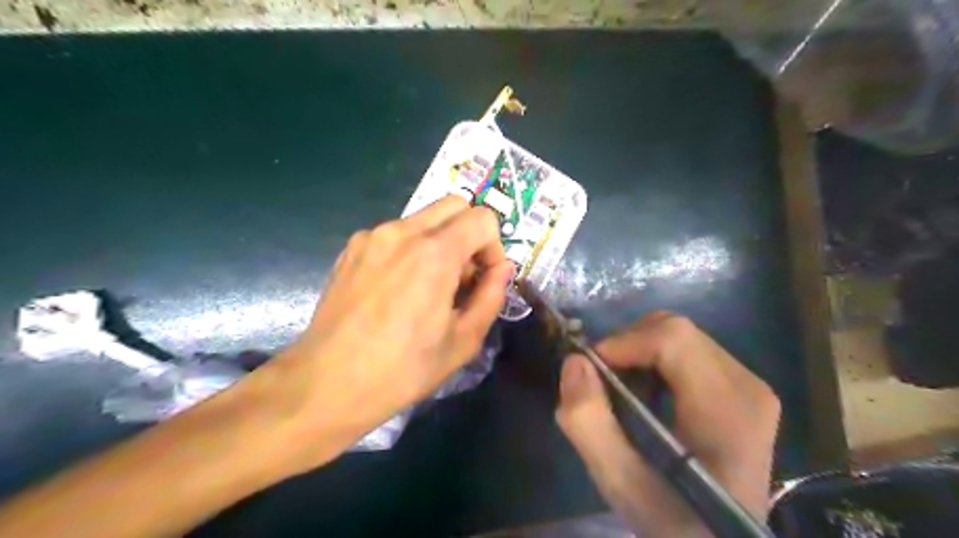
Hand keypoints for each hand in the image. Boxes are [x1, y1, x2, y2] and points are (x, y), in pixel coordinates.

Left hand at [251, 194, 513, 469]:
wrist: (327, 383)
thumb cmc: (402, 369)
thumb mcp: (463, 341)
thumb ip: (491, 296)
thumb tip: (502, 269)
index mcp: (434, 253)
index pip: (483, 218)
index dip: (494, 247)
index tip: (484, 279)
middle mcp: (402, 232)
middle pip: (455, 204)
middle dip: (470, 234)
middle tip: (463, 276)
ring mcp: (372, 236)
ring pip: (424, 218)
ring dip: (440, 241)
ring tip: (429, 286)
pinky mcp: (352, 248)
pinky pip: (396, 233)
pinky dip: (411, 248)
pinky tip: (399, 288)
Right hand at [555, 313, 777, 535]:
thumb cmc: (673, 518)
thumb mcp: (620, 482)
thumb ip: (589, 423)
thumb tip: (575, 362)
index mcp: (727, 407)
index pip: (673, 338)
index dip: (624, 342)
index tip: (591, 369)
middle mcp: (747, 385)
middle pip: (676, 331)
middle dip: (628, 345)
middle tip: (602, 381)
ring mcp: (748, 385)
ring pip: (680, 337)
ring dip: (639, 353)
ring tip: (622, 390)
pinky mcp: (741, 389)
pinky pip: (689, 352)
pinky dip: (655, 361)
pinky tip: (646, 395)